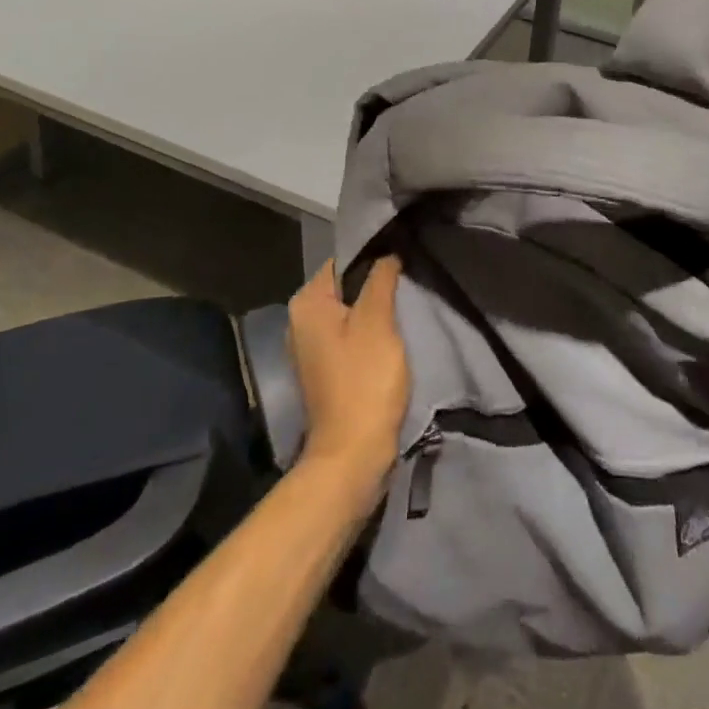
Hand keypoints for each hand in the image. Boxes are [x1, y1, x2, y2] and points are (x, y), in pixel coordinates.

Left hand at [287, 257, 409, 500]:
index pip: (341, 261)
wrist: (352, 454)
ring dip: (374, 312)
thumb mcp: (377, 322)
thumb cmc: (364, 381)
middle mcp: (300, 320)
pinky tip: (391, 339)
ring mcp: (310, 348)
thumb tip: (386, 254)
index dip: (372, 258)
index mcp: (306, 303)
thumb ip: (381, 280)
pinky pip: (348, 337)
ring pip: (348, 313)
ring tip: (404, 309)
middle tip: (408, 285)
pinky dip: (368, 334)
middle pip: (344, 287)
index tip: (402, 260)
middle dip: (374, 285)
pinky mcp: (323, 370)